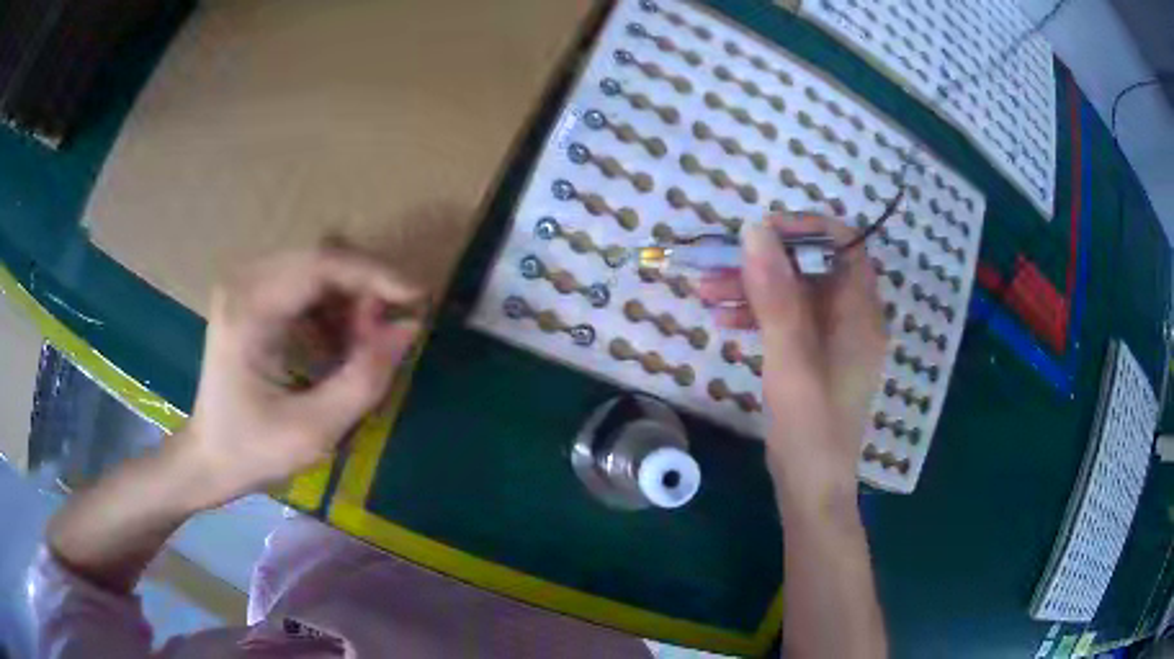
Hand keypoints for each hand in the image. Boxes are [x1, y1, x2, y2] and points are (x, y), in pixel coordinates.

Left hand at [179, 245, 423, 508]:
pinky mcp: (251, 298)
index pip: (322, 264)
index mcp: (249, 309)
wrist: (208, 459)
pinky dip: (332, 310)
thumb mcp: (314, 430)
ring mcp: (245, 287)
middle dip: (364, 292)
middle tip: (387, 335)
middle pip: (322, 259)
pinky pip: (305, 286)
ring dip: (349, 301)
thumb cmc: (253, 451)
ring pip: (317, 269)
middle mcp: (244, 283)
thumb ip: (364, 379)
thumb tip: (409, 328)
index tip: (418, 299)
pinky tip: (337, 346)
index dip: (375, 276)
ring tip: (361, 348)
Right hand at [698, 213, 886, 510]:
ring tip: (705, 291)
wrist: (810, 488)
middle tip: (715, 265)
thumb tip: (755, 231)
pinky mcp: (814, 358)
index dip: (803, 229)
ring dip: (753, 288)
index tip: (759, 234)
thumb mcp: (791, 358)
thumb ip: (776, 294)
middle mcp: (852, 318)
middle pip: (811, 268)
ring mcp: (832, 339)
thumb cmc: (809, 426)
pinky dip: (757, 316)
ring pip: (794, 294)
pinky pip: (787, 322)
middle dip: (764, 262)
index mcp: (860, 312)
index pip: (843, 243)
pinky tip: (723, 321)